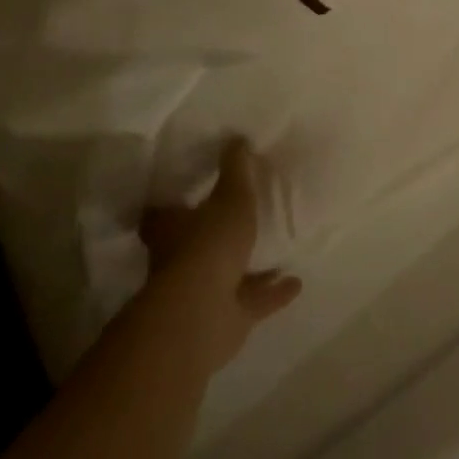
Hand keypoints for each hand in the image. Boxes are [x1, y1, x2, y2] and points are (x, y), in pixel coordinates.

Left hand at [138, 140, 302, 372]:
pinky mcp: (225, 320)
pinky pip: (252, 301)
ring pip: (226, 275)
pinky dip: (272, 293)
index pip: (162, 215)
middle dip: (214, 237)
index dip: (173, 206)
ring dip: (247, 267)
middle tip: (237, 220)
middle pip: (194, 246)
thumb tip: (236, 139)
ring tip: (276, 251)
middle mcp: (180, 263)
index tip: (187, 194)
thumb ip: (236, 170)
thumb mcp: (231, 197)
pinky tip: (296, 282)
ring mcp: (202, 294)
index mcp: (172, 231)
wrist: (203, 315)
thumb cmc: (209, 245)